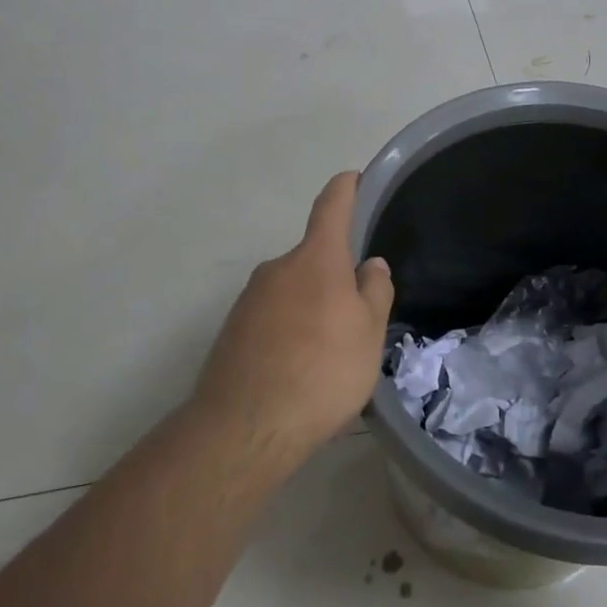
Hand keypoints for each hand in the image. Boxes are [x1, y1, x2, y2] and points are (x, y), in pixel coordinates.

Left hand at [192, 172, 394, 469]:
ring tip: (329, 355)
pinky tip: (298, 370)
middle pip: (313, 259)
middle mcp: (278, 268)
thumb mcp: (369, 333)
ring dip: (311, 309)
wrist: (245, 427)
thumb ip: (374, 291)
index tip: (353, 178)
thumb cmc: (322, 370)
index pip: (332, 207)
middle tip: (356, 316)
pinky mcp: (232, 331)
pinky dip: (289, 331)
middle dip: (335, 277)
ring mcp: (249, 299)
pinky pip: (271, 318)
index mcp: (316, 259)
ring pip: (292, 292)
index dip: (346, 189)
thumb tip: (370, 265)